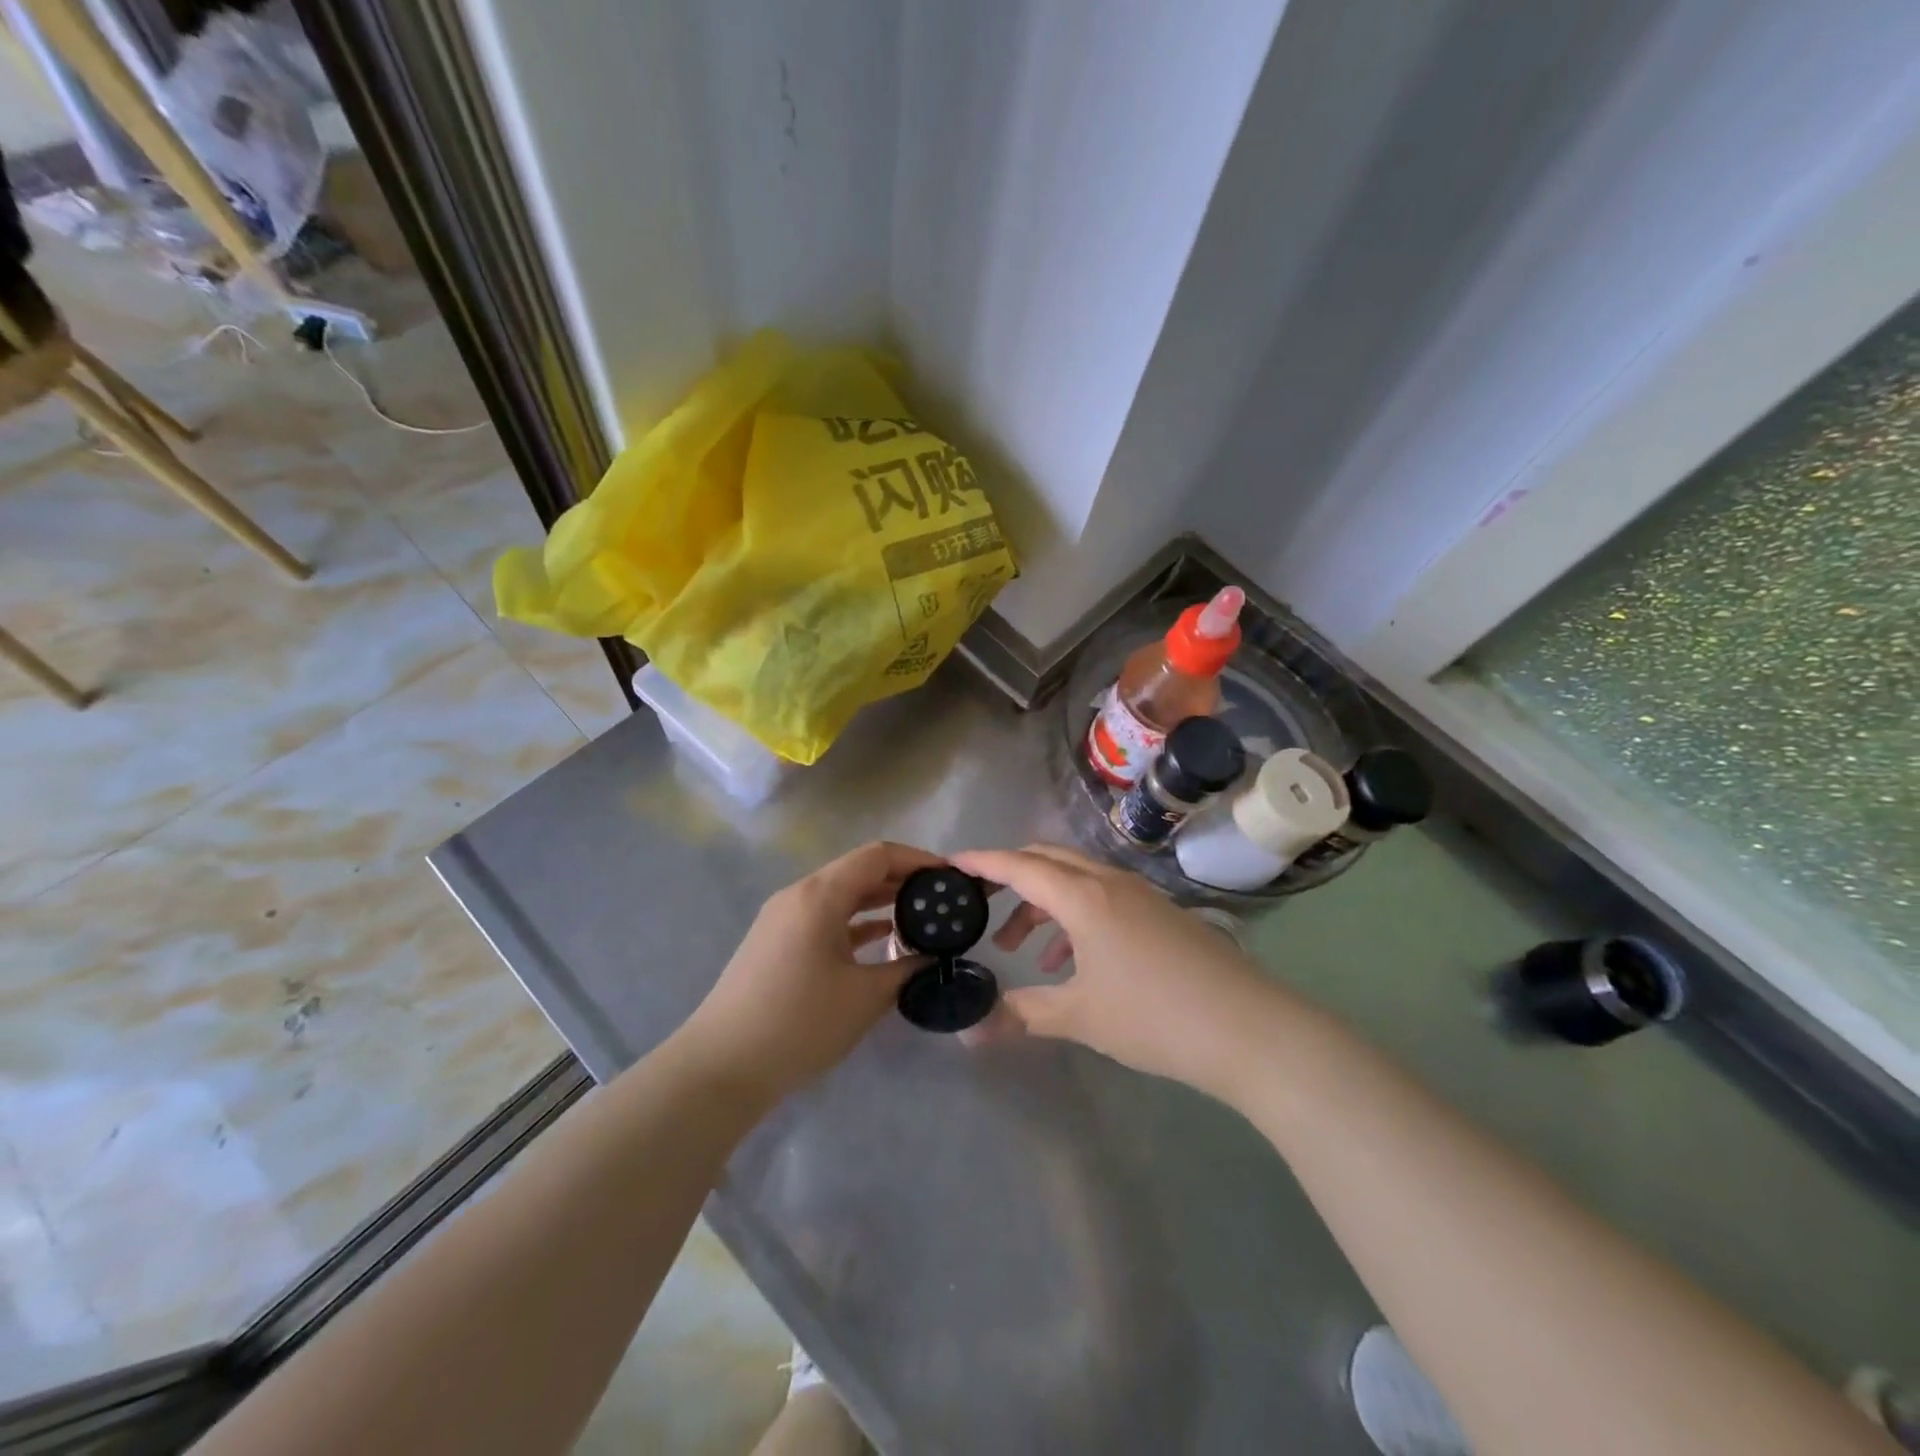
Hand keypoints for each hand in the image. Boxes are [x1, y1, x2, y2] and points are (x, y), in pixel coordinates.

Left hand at [678, 841, 941, 1102]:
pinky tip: (883, 938)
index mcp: (819, 895)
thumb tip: (934, 956)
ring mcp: (783, 918)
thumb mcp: (864, 997)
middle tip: (942, 899)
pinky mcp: (777, 942)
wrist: (722, 1066)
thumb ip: (906, 968)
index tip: (950, 877)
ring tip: (921, 917)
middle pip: (858, 870)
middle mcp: (799, 895)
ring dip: (880, 900)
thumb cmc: (799, 1023)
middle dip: (902, 880)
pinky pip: (825, 916)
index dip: (917, 860)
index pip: (877, 856)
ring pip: (841, 894)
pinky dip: (855, 921)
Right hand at [952, 844, 1280, 1098]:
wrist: (1248, 1028)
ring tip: (1019, 947)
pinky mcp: (1159, 912)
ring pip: (1076, 879)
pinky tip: (1070, 961)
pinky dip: (1073, 916)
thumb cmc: (1154, 1016)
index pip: (1020, 866)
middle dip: (1010, 876)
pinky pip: (1101, 897)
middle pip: (1048, 860)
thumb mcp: (1080, 1017)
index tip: (949, 863)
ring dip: (1042, 902)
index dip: (982, 862)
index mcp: (1084, 897)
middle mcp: (1109, 882)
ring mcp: (1139, 894)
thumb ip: (1022, 1015)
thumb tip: (970, 1034)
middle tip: (979, 902)